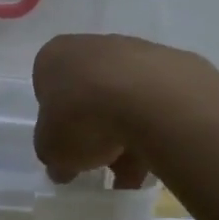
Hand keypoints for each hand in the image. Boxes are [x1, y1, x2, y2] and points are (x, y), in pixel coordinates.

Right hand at [32, 34, 201, 187]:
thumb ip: (53, 156)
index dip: (56, 122)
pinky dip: (154, 129)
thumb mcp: (52, 150)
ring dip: (126, 135)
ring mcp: (134, 51)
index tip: (67, 147)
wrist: (151, 99)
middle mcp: (91, 46)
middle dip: (95, 130)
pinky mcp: (171, 64)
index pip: (47, 89)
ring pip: (124, 99)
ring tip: (134, 174)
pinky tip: (157, 158)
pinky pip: (155, 102)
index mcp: (54, 57)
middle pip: (89, 94)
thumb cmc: (83, 118)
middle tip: (101, 162)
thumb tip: (62, 166)